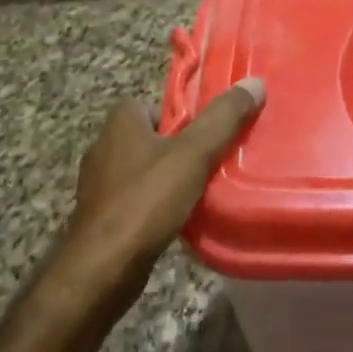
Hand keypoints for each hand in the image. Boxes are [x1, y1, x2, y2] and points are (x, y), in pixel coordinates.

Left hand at [56, 77, 265, 308]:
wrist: (103, 268)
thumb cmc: (146, 200)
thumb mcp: (193, 154)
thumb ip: (223, 119)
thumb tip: (254, 83)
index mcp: (119, 124)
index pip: (148, 103)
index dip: (176, 113)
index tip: (203, 130)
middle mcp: (103, 149)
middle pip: (148, 137)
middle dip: (175, 146)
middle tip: (209, 158)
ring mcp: (98, 186)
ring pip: (141, 170)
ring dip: (165, 177)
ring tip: (199, 189)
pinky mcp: (100, 218)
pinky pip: (134, 200)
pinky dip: (154, 205)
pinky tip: (176, 218)